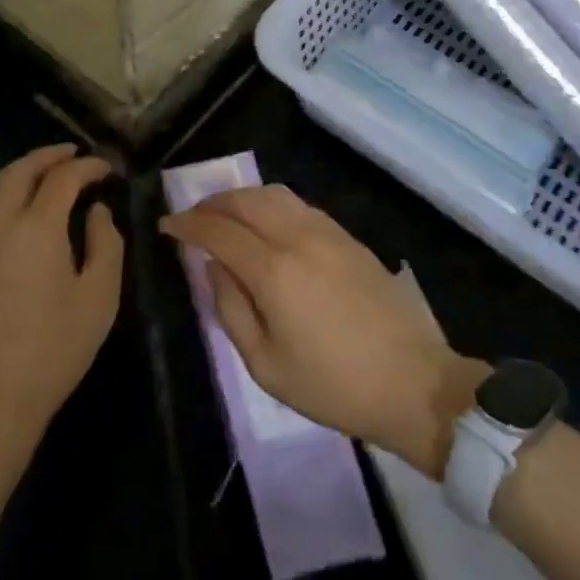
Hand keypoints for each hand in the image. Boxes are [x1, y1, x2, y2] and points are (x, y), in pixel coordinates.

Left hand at [0, 144, 123, 464]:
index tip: (107, 169)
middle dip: (48, 156)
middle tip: (73, 153)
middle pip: (21, 172)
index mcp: (39, 228)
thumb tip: (96, 210)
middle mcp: (2, 224)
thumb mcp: (100, 296)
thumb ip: (105, 243)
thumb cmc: (57, 347)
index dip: (87, 167)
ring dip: (16, 169)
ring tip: (38, 168)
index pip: (63, 179)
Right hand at [160, 185, 485, 476]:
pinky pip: (298, 204)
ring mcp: (327, 232)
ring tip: (225, 215)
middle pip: (244, 200)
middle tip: (192, 218)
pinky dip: (270, 203)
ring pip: (273, 194)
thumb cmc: (333, 385)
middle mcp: (297, 238)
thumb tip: (213, 267)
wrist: (413, 383)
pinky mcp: (348, 237)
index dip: (187, 224)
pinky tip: (266, 223)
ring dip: (241, 198)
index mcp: (273, 271)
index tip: (166, 225)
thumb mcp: (266, 366)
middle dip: (211, 203)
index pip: (218, 231)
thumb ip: (231, 309)